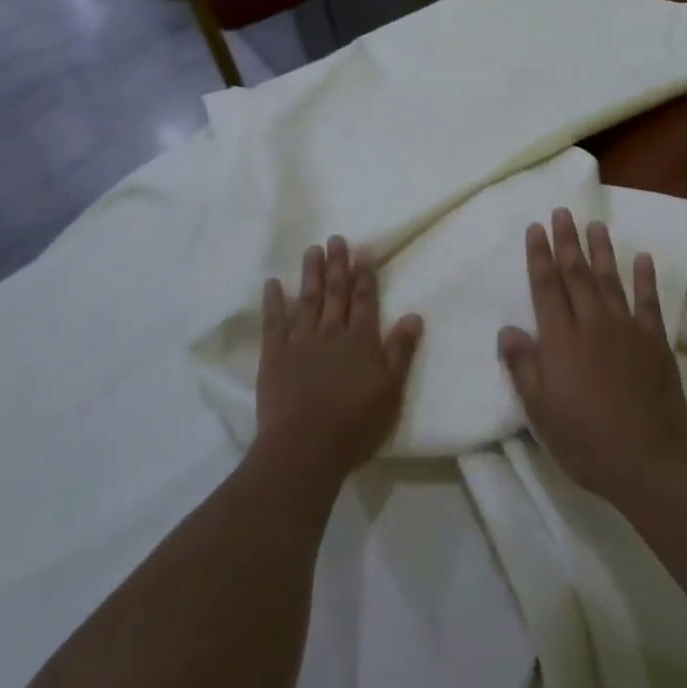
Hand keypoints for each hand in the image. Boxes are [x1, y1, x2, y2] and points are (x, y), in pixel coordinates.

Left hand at [255, 236, 423, 487]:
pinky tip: (273, 283)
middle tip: (336, 239)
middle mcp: (332, 333)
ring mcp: (301, 343)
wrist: (305, 448)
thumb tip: (413, 315)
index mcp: (361, 341)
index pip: (365, 300)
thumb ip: (401, 351)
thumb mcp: (391, 391)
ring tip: (312, 250)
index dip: (364, 275)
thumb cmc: (355, 425)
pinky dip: (273, 302)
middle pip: (336, 293)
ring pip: (308, 300)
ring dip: (310, 274)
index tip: (363, 250)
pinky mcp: (274, 357)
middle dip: (337, 265)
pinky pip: (273, 323)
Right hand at [499, 209, 686, 504]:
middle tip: (562, 212)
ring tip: (595, 225)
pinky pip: (649, 301)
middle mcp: (592, 323)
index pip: (546, 286)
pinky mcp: (654, 340)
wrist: (649, 461)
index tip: (535, 228)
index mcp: (561, 339)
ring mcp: (627, 329)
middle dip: (567, 241)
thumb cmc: (586, 439)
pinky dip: (645, 278)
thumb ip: (524, 367)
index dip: (539, 255)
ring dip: (601, 250)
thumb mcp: (540, 411)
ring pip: (610, 279)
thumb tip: (508, 330)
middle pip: (576, 273)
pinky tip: (643, 258)